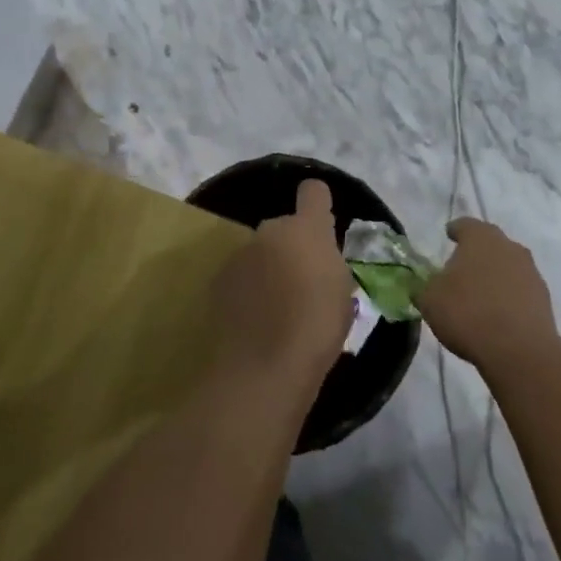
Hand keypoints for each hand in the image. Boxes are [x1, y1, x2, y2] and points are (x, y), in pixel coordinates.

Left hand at [208, 179, 355, 397]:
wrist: (263, 368)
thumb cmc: (317, 330)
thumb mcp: (342, 296)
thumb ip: (330, 266)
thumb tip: (320, 262)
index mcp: (308, 230)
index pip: (314, 192)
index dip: (318, 203)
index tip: (323, 224)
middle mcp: (270, 231)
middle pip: (284, 228)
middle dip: (292, 248)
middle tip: (302, 284)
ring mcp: (240, 254)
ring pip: (260, 253)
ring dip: (268, 269)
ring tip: (277, 309)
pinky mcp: (218, 281)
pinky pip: (241, 277)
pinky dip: (247, 290)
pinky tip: (255, 321)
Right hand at [420, 218, 557, 376]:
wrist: (520, 350)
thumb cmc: (467, 313)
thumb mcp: (429, 300)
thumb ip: (423, 287)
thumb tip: (422, 285)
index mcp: (480, 238)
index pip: (465, 225)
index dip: (455, 230)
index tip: (448, 236)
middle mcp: (508, 246)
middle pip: (490, 243)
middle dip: (476, 252)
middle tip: (461, 267)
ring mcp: (530, 271)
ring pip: (508, 265)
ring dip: (494, 274)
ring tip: (479, 294)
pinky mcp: (544, 298)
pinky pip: (520, 289)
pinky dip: (508, 295)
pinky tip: (497, 313)